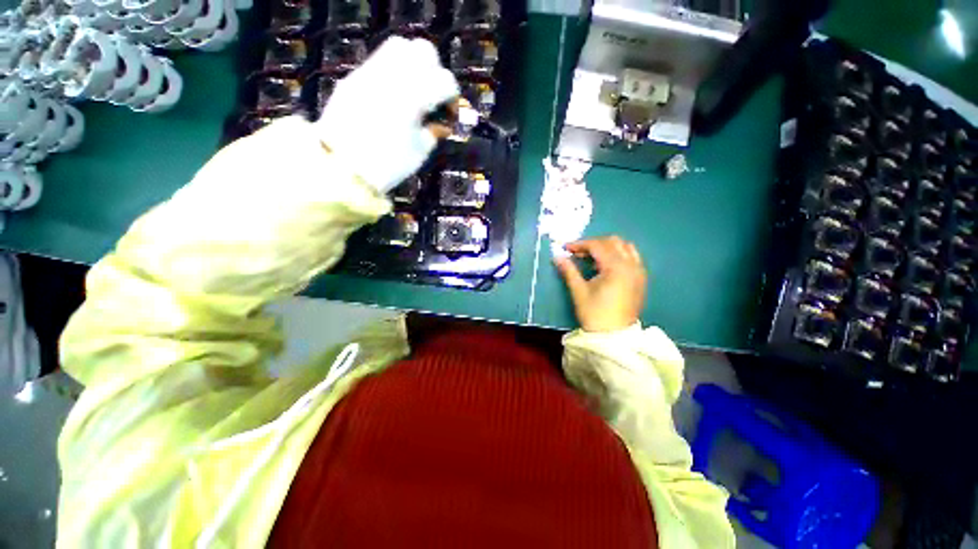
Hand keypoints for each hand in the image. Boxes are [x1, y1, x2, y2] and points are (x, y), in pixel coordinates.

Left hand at [316, 36, 458, 192]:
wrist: (342, 168)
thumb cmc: (387, 165)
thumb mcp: (419, 152)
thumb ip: (434, 131)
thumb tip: (442, 124)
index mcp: (414, 97)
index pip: (444, 81)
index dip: (453, 97)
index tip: (450, 115)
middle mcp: (393, 75)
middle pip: (424, 51)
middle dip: (435, 71)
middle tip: (434, 95)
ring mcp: (371, 72)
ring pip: (400, 46)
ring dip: (414, 64)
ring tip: (415, 90)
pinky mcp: (355, 77)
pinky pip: (380, 62)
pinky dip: (394, 72)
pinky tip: (394, 96)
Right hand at [555, 236, 646, 332]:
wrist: (614, 337)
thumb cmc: (594, 314)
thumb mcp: (579, 291)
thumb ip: (569, 271)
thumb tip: (557, 257)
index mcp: (616, 267)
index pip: (597, 246)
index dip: (580, 244)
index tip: (566, 248)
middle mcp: (631, 265)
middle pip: (613, 242)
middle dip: (593, 244)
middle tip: (578, 253)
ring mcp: (639, 272)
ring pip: (625, 247)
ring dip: (607, 247)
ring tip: (592, 258)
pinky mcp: (641, 279)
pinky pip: (632, 257)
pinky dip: (618, 255)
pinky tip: (606, 266)